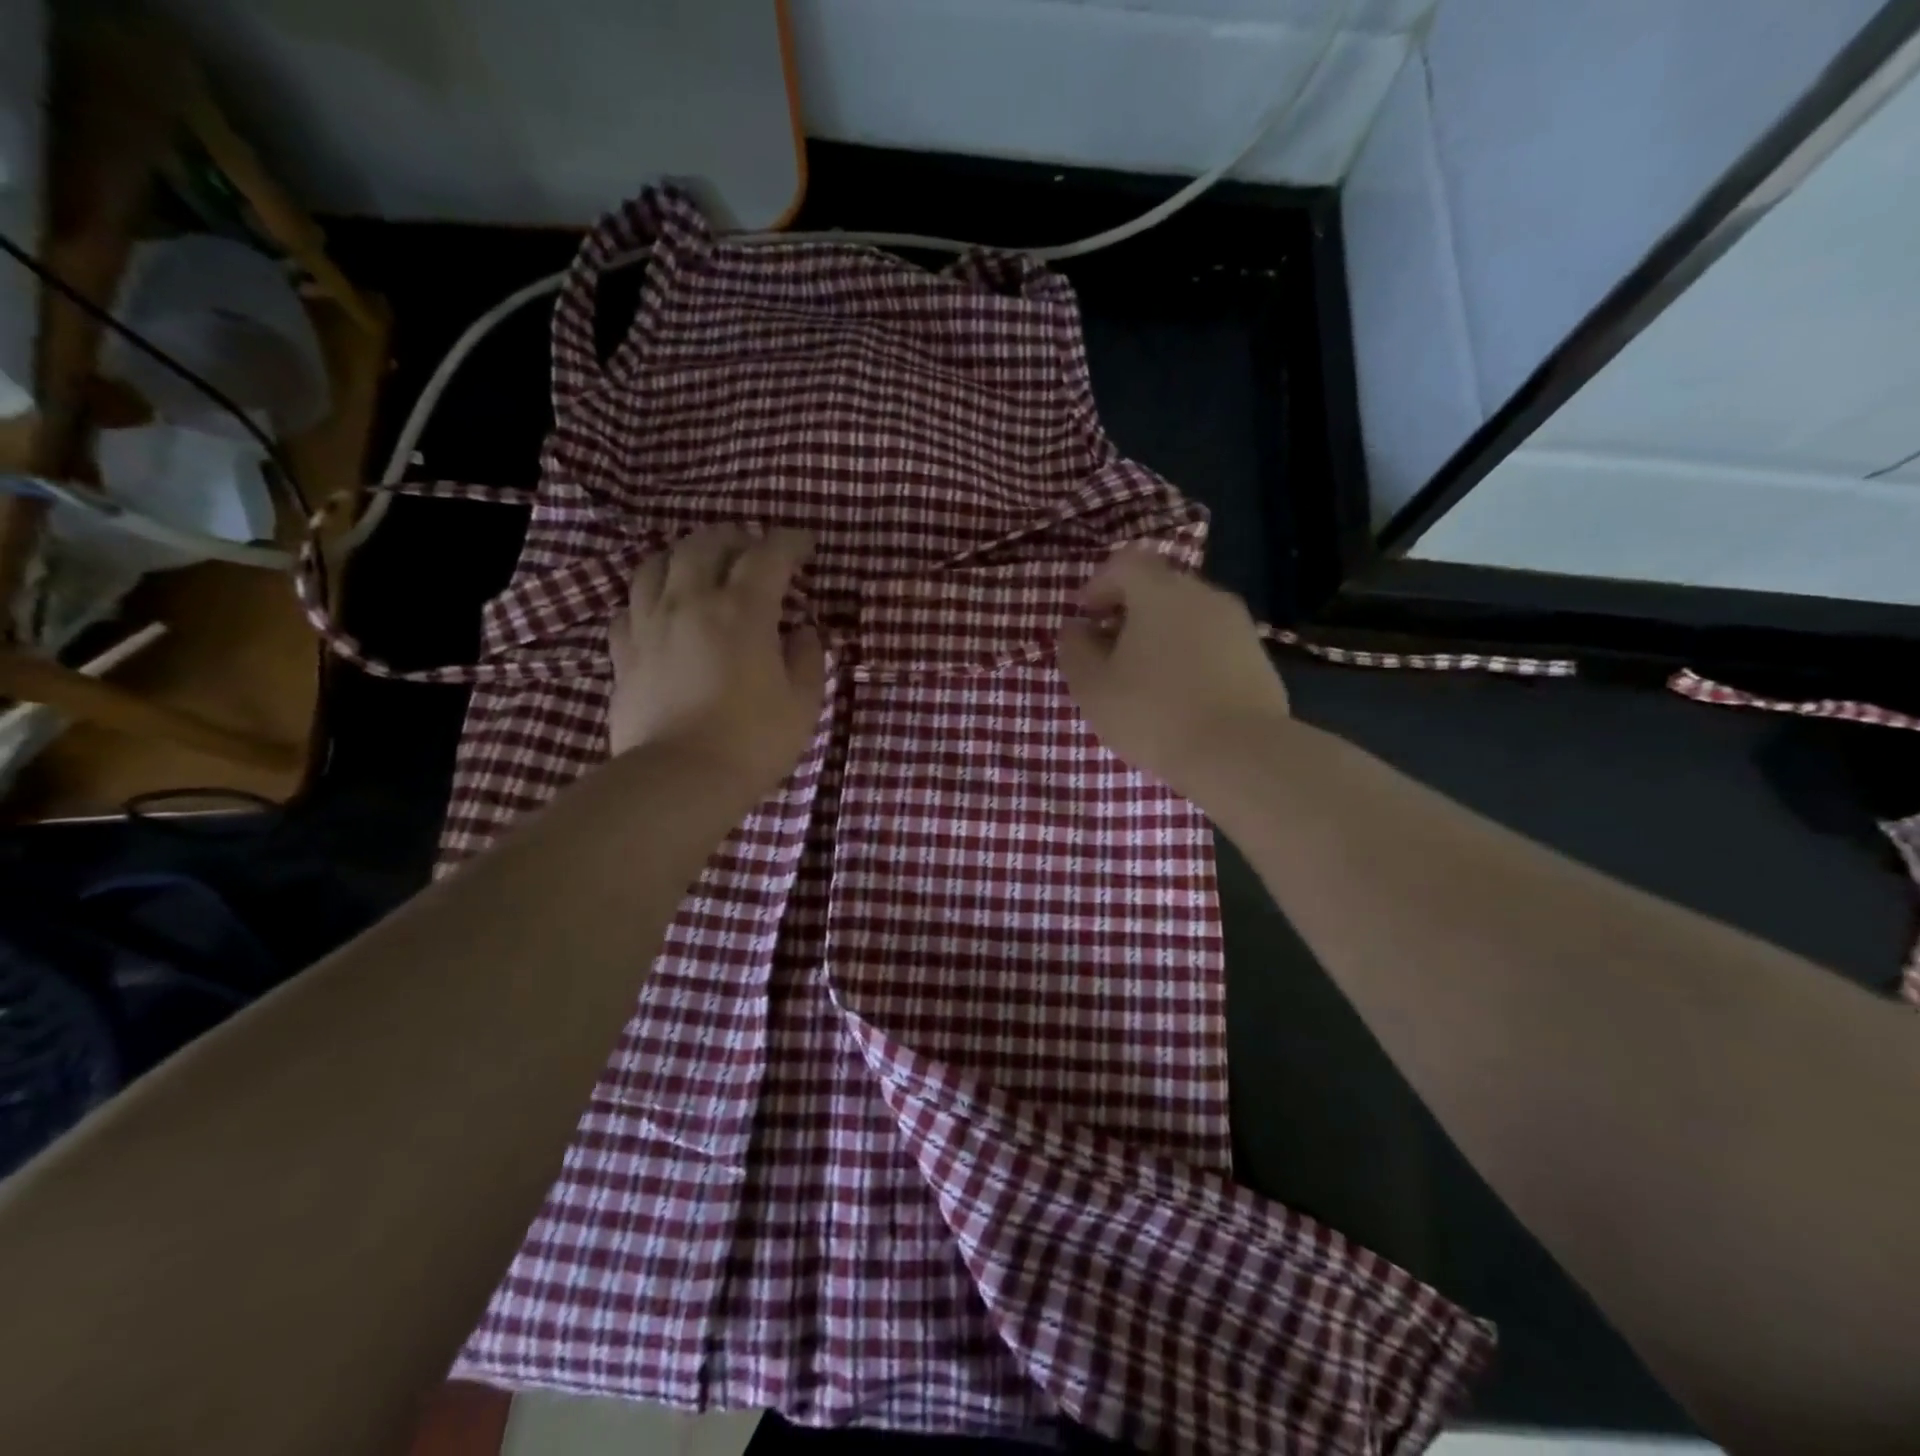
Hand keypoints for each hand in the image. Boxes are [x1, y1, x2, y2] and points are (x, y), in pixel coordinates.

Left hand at [607, 526, 825, 793]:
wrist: (679, 779)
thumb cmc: (752, 741)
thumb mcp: (802, 703)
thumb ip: (808, 659)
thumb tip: (802, 632)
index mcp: (742, 610)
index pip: (768, 555)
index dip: (790, 542)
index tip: (806, 544)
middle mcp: (690, 602)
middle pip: (704, 545)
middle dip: (733, 537)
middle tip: (751, 548)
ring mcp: (649, 625)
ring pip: (656, 565)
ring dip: (683, 555)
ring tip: (700, 566)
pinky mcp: (623, 653)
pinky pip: (629, 607)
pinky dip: (649, 598)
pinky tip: (660, 610)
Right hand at [1058, 546, 1289, 802]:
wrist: (1239, 752)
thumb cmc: (1153, 713)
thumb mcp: (1093, 687)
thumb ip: (1075, 650)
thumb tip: (1076, 629)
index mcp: (1160, 592)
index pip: (1125, 563)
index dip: (1099, 584)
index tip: (1085, 617)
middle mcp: (1203, 595)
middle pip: (1159, 587)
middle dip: (1130, 611)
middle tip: (1110, 649)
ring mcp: (1237, 624)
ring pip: (1188, 615)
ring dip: (1161, 635)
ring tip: (1144, 677)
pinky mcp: (1257, 655)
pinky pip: (1212, 642)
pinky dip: (1190, 655)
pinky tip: (1181, 694)